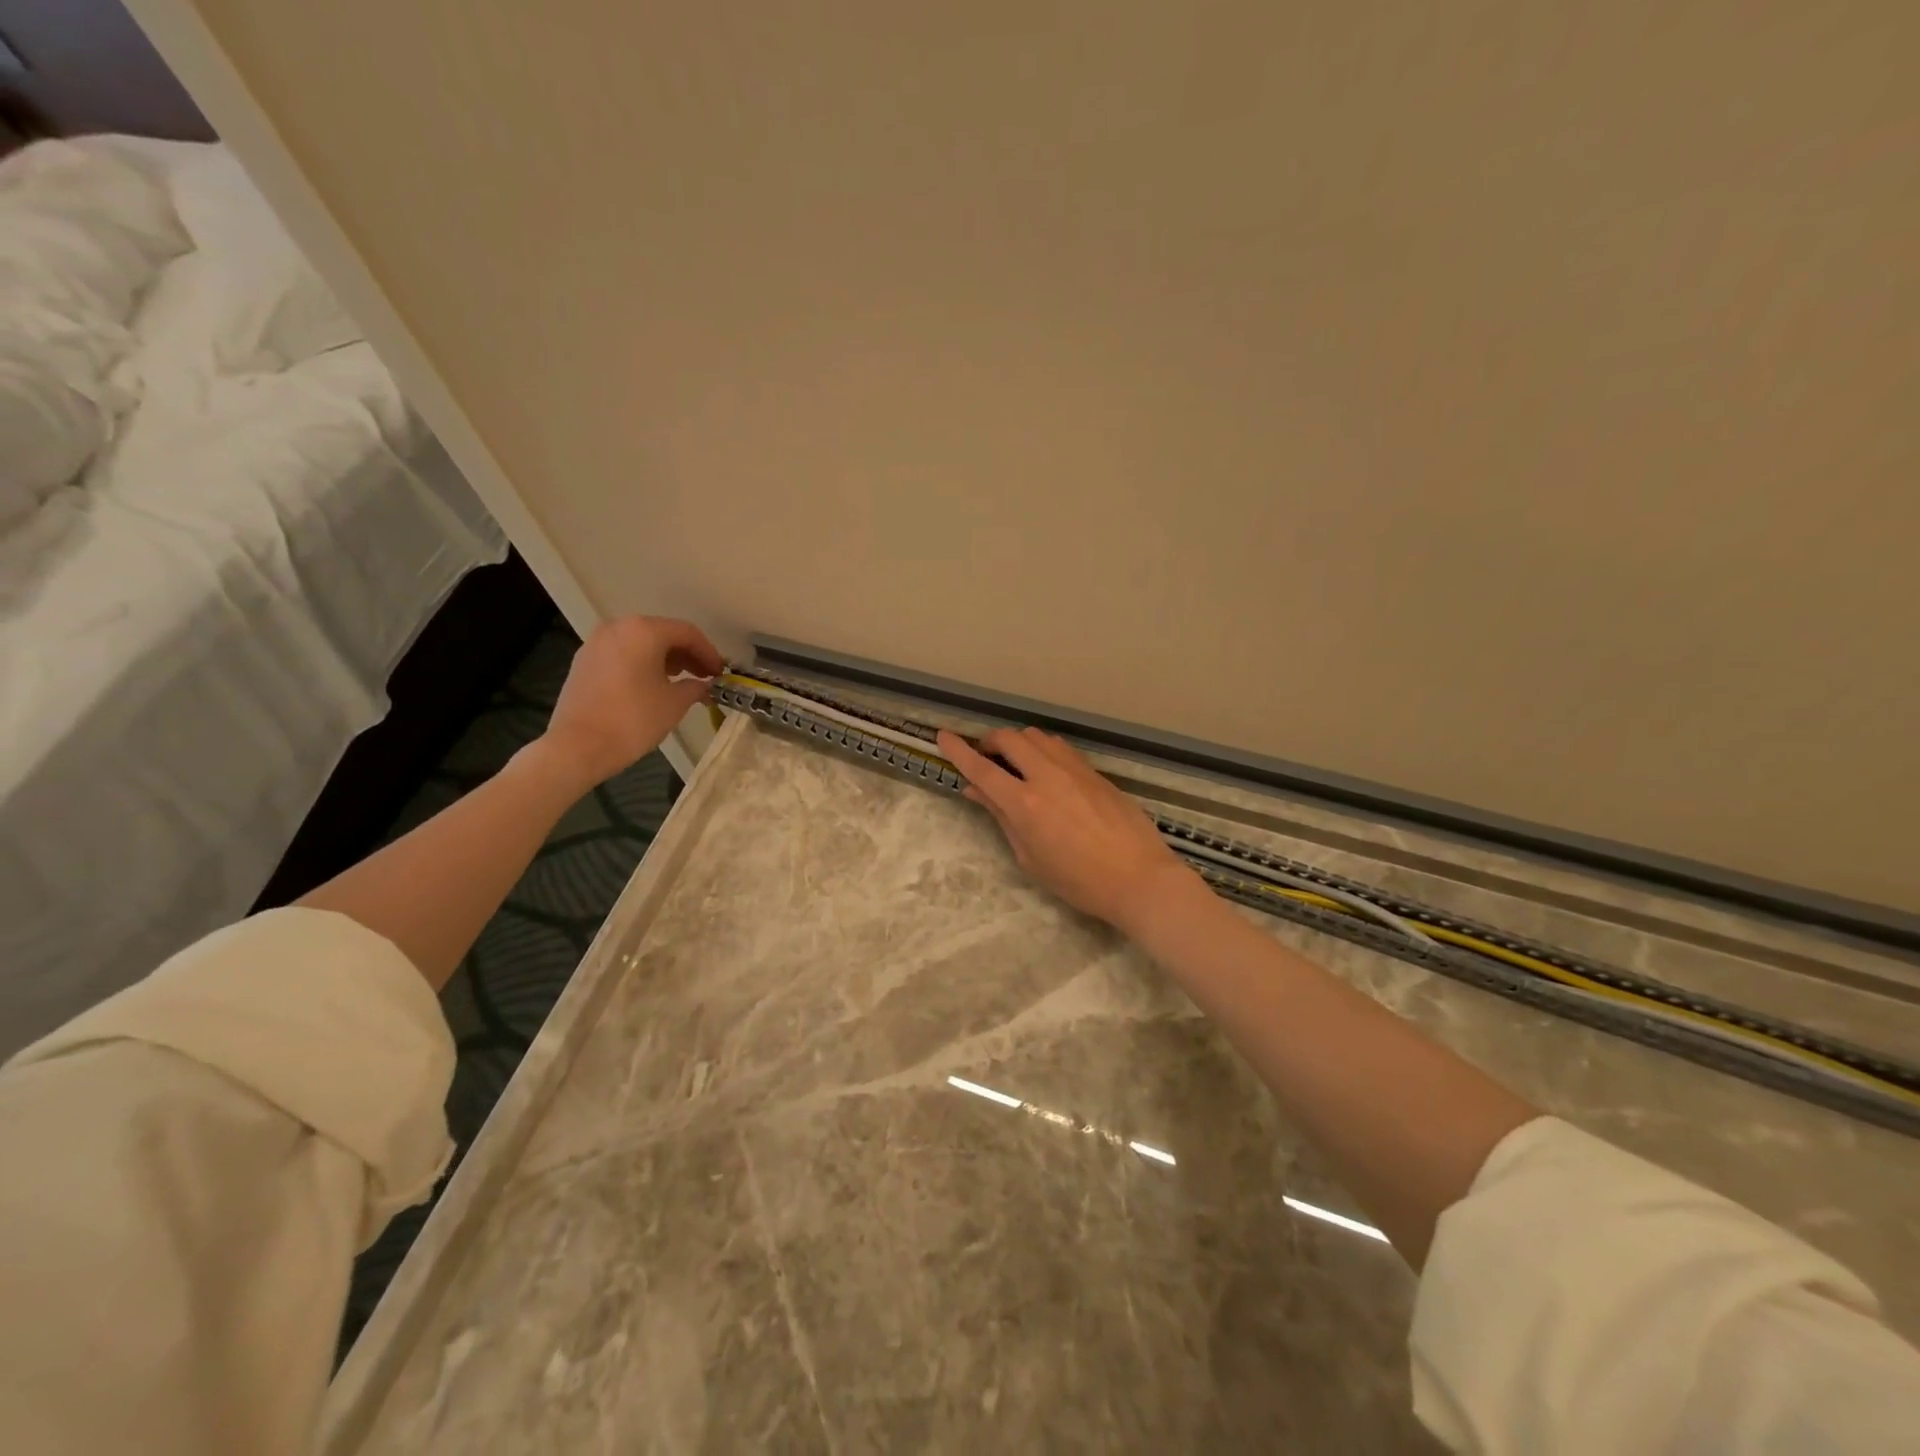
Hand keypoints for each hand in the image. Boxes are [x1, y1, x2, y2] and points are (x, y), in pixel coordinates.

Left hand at [538, 616, 724, 785]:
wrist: (578, 746)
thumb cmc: (633, 719)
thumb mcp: (675, 703)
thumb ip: (695, 687)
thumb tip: (704, 685)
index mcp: (643, 631)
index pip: (687, 633)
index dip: (709, 653)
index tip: (722, 673)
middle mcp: (618, 627)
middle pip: (663, 634)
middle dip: (688, 655)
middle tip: (706, 677)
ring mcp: (597, 643)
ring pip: (641, 644)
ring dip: (666, 659)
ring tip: (683, 683)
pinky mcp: (584, 661)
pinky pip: (623, 654)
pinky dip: (643, 664)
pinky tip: (654, 686)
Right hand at [937, 726, 1194, 930]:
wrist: (1139, 878)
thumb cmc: (1078, 881)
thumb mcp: (1030, 857)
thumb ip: (1002, 818)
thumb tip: (977, 791)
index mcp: (1025, 804)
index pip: (982, 768)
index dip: (958, 750)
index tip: (943, 736)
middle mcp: (1047, 776)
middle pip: (1010, 739)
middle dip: (990, 741)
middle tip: (984, 758)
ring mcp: (1074, 769)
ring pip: (1037, 736)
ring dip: (1018, 743)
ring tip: (1015, 764)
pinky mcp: (1094, 771)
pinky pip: (1060, 748)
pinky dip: (1043, 750)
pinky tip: (1046, 771)